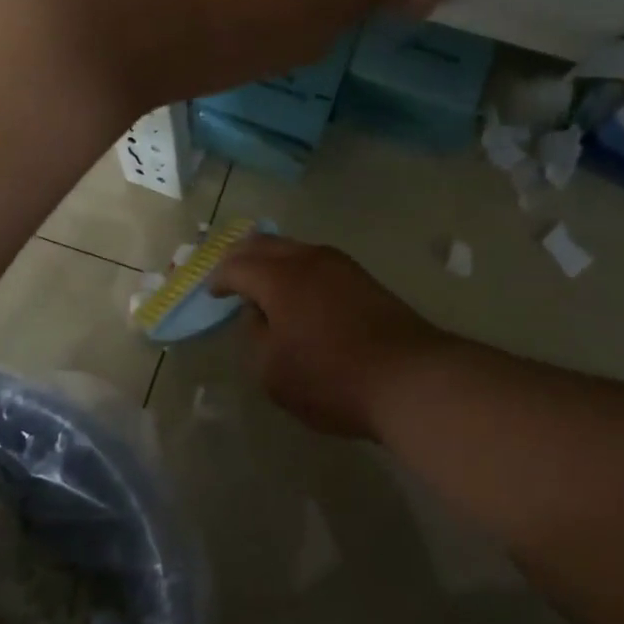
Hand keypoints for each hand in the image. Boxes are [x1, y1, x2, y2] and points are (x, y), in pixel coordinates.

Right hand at [213, 235, 450, 440]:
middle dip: (242, 256)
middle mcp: (309, 260)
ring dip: (274, 260)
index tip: (213, 294)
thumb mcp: (273, 372)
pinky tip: (300, 293)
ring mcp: (342, 266)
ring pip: (296, 249)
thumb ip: (256, 338)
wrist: (411, 378)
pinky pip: (318, 263)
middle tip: (230, 273)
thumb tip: (261, 315)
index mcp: (279, 278)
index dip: (219, 279)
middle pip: (266, 244)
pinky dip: (298, 270)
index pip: (236, 266)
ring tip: (263, 281)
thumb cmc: (331, 379)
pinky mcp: (365, 280)